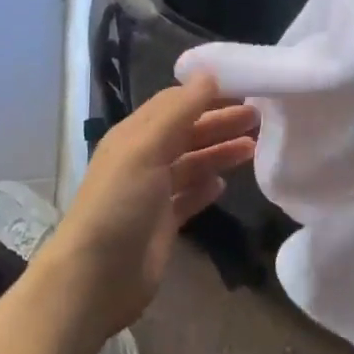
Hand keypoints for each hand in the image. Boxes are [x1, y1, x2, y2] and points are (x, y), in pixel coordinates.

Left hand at [37, 76, 256, 340]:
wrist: (94, 279)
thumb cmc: (119, 205)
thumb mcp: (146, 149)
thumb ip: (179, 111)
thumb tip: (209, 74)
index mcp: (134, 135)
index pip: (174, 103)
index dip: (207, 93)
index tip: (244, 86)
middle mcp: (143, 159)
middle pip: (187, 132)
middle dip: (220, 122)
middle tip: (259, 116)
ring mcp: (152, 193)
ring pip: (192, 163)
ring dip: (219, 151)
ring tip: (254, 146)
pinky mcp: (162, 224)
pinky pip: (189, 197)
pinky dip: (206, 187)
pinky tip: (225, 184)